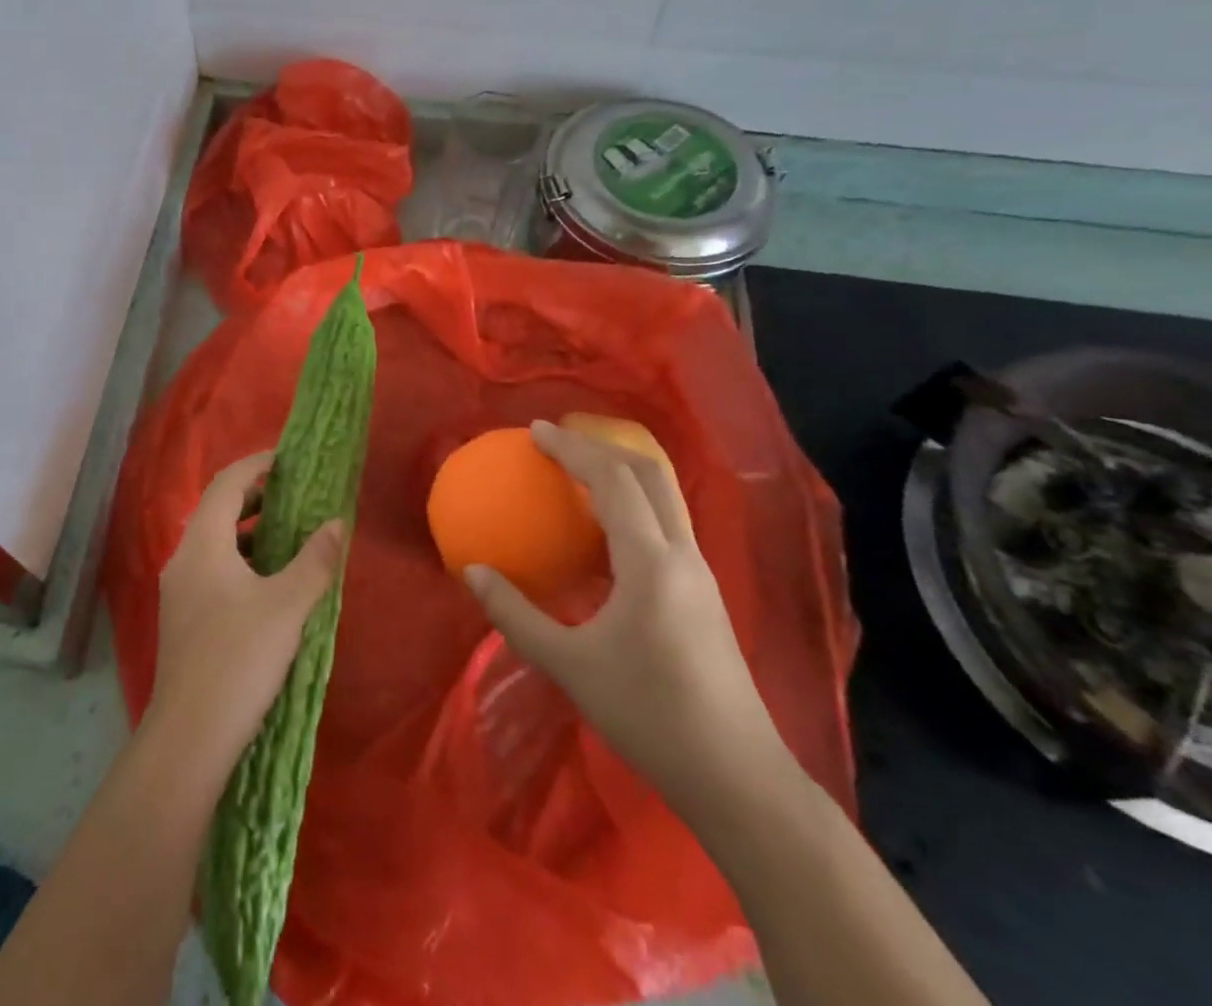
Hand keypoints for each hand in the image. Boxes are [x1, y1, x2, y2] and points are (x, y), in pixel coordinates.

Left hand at [147, 452, 346, 777]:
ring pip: (215, 542)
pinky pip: (213, 568)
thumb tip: (337, 524)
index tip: (288, 460)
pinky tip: (269, 582)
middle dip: (256, 496)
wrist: (190, 737)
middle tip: (296, 495)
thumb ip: (315, 561)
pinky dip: (241, 559)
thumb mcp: (287, 606)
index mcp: (203, 544)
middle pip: (217, 509)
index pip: (226, 483)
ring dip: (250, 530)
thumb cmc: (239, 659)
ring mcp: (179, 590)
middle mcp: (184, 558)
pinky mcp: (184, 617)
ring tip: (289, 535)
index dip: (256, 465)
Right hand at [465, 419, 797, 821]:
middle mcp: (683, 556)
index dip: (573, 448)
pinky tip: (603, 532)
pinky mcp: (704, 596)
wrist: (738, 780)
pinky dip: (632, 505)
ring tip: (578, 474)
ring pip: (665, 498)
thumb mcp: (569, 665)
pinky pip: (666, 526)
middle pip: (651, 474)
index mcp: (651, 562)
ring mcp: (700, 575)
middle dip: (604, 445)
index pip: (613, 481)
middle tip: (559, 440)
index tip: (535, 431)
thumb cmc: (649, 716)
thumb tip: (472, 572)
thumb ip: (515, 614)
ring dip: (622, 472)